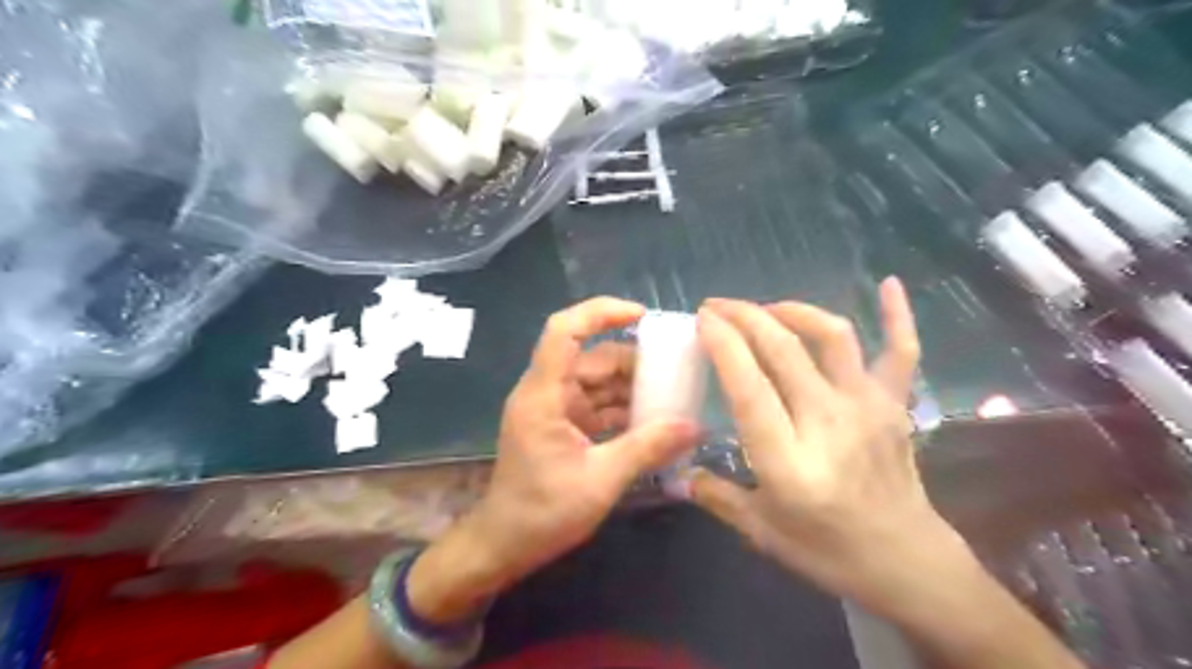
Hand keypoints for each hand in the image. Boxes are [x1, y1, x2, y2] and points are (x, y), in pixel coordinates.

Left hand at [410, 297, 699, 626]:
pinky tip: (655, 421)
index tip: (641, 315)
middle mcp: (547, 392)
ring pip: (599, 382)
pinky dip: (624, 409)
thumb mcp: (601, 480)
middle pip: (592, 358)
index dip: (600, 313)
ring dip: (633, 388)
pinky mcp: (563, 425)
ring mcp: (555, 409)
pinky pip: (598, 405)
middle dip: (635, 361)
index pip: (564, 331)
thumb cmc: (542, 513)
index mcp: (544, 395)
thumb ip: (647, 448)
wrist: (504, 545)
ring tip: (676, 396)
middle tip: (679, 369)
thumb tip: (695, 427)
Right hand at [695, 276, 972, 615]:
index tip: (702, 319)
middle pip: (782, 349)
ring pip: (831, 337)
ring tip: (765, 308)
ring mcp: (867, 407)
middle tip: (717, 306)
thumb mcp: (761, 531)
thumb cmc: (828, 550)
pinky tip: (888, 284)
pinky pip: (901, 351)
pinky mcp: (894, 404)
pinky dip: (896, 315)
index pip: (748, 386)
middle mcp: (827, 422)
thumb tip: (677, 474)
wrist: (907, 563)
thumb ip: (715, 496)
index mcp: (787, 459)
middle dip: (744, 317)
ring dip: (793, 310)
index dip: (723, 344)